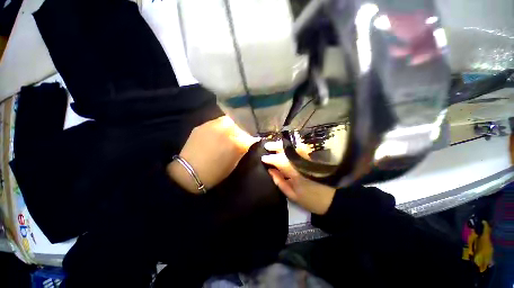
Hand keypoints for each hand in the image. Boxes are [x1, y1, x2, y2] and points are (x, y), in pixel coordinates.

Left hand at [167, 116, 259, 193]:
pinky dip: (220, 126)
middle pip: (240, 124)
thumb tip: (248, 142)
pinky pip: (216, 122)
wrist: (189, 173)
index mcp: (237, 143)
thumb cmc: (216, 172)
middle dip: (241, 130)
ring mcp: (214, 126)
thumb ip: (242, 150)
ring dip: (231, 126)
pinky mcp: (203, 125)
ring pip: (228, 120)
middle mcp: (227, 131)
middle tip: (239, 136)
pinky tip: (217, 133)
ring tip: (228, 132)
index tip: (250, 139)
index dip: (251, 138)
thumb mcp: (234, 163)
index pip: (250, 136)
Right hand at [261, 140, 335, 214]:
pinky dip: (292, 147)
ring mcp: (308, 159)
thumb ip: (279, 181)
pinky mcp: (312, 159)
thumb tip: (270, 170)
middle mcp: (301, 163)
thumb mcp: (292, 195)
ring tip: (275, 144)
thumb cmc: (310, 200)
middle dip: (276, 146)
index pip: (280, 161)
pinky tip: (286, 147)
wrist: (332, 200)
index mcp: (296, 173)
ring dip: (283, 145)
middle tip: (267, 145)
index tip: (263, 158)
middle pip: (287, 151)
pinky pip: (300, 149)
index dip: (270, 159)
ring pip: (294, 148)